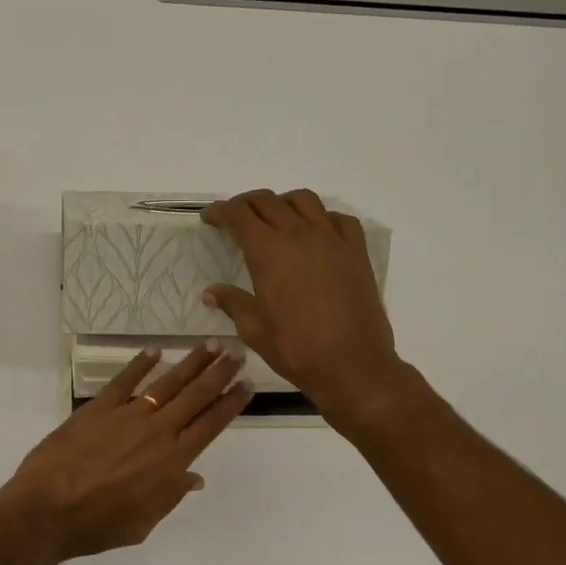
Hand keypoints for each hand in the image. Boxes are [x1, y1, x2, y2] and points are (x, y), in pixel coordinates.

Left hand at [0, 342, 251, 564]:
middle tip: (237, 351)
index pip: (211, 424)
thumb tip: (194, 477)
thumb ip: (170, 495)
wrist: (47, 510)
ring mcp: (127, 416)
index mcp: (172, 461)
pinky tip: (153, 351)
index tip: (246, 384)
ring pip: (167, 382)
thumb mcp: (143, 522)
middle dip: (219, 372)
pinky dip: (139, 364)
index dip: (231, 403)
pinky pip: (124, 381)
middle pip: (196, 396)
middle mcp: (157, 431)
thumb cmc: (98, 525)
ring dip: (191, 362)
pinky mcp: (98, 408)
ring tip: (209, 344)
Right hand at [201, 188, 413, 427]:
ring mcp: (331, 239)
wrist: (352, 365)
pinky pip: (338, 219)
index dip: (219, 211)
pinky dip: (322, 218)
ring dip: (283, 203)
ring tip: (276, 220)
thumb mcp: (254, 329)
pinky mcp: (356, 251)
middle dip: (245, 204)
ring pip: (304, 199)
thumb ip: (232, 303)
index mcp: (267, 251)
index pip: (238, 214)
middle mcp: (299, 234)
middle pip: (267, 201)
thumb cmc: (296, 348)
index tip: (209, 218)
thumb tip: (211, 293)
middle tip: (235, 219)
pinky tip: (316, 235)